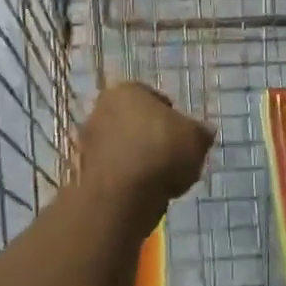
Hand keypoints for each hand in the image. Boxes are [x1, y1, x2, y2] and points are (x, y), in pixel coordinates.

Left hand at [76, 82, 214, 228]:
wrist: (121, 196)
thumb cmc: (161, 152)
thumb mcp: (196, 139)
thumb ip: (200, 132)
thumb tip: (203, 132)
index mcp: (127, 90)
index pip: (155, 99)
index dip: (173, 118)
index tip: (183, 137)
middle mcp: (101, 109)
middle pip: (135, 122)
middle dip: (152, 138)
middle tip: (173, 158)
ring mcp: (88, 141)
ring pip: (123, 147)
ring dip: (139, 160)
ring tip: (161, 180)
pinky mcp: (82, 172)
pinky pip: (113, 171)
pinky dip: (127, 179)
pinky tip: (143, 193)